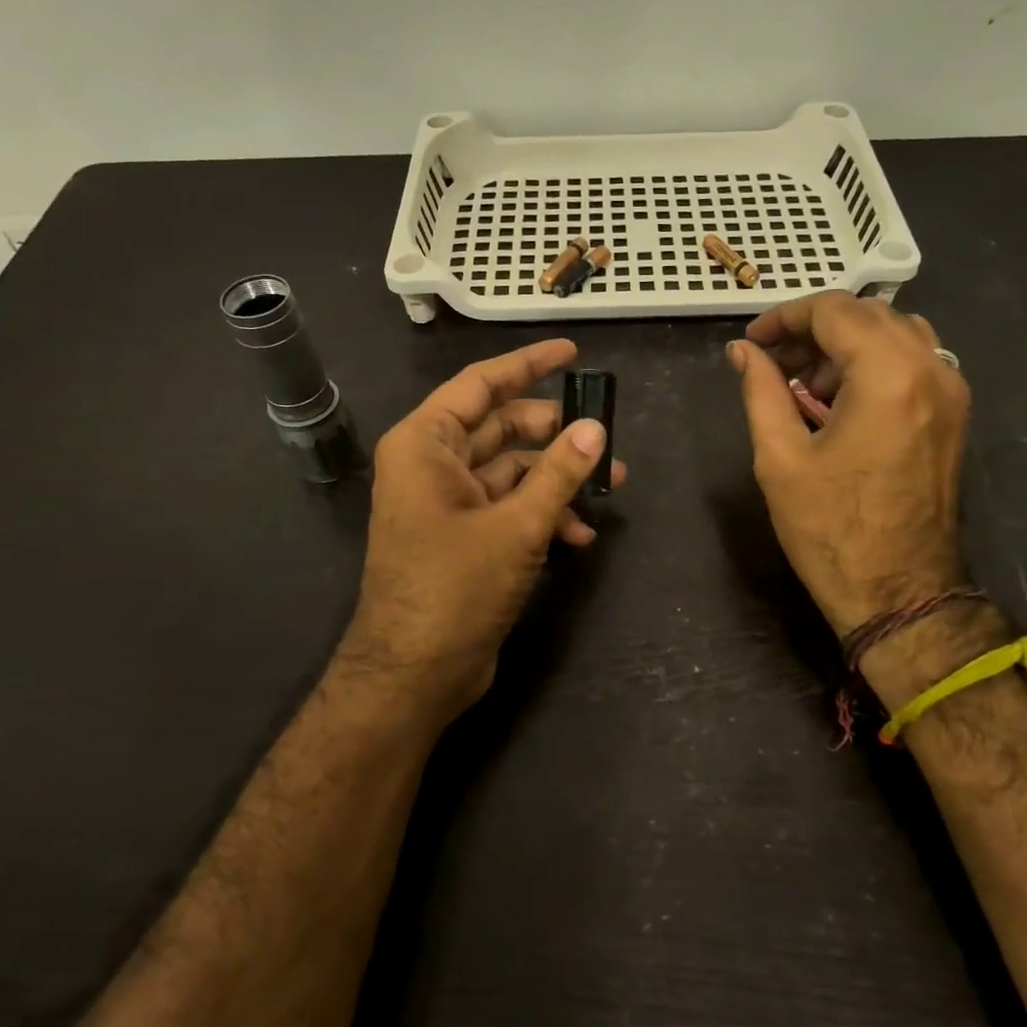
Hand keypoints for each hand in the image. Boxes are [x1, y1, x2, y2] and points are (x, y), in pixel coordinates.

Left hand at [340, 340, 626, 722]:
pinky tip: (580, 534)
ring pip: (511, 470)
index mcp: (426, 444)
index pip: (481, 384)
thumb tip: (596, 428)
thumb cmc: (455, 587)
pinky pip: (508, 507)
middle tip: (605, 437)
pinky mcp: (464, 537)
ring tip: (611, 488)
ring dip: (557, 479)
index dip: (528, 364)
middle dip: (556, 433)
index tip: (572, 353)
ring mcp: (447, 503)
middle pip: (501, 427)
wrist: (415, 673)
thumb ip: (559, 473)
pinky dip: (542, 513)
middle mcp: (432, 465)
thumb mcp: (516, 525)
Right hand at [727, 293, 969, 637]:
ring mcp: (952, 392)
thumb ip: (761, 391)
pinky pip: (915, 362)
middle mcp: (931, 369)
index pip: (834, 311)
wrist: (899, 592)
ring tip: (805, 382)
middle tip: (773, 362)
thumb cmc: (830, 529)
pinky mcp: (954, 415)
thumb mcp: (780, 458)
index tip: (753, 342)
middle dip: (815, 329)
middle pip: (868, 314)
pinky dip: (874, 362)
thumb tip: (742, 351)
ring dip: (846, 343)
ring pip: (896, 333)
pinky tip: (841, 400)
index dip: (785, 317)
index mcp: (888, 375)